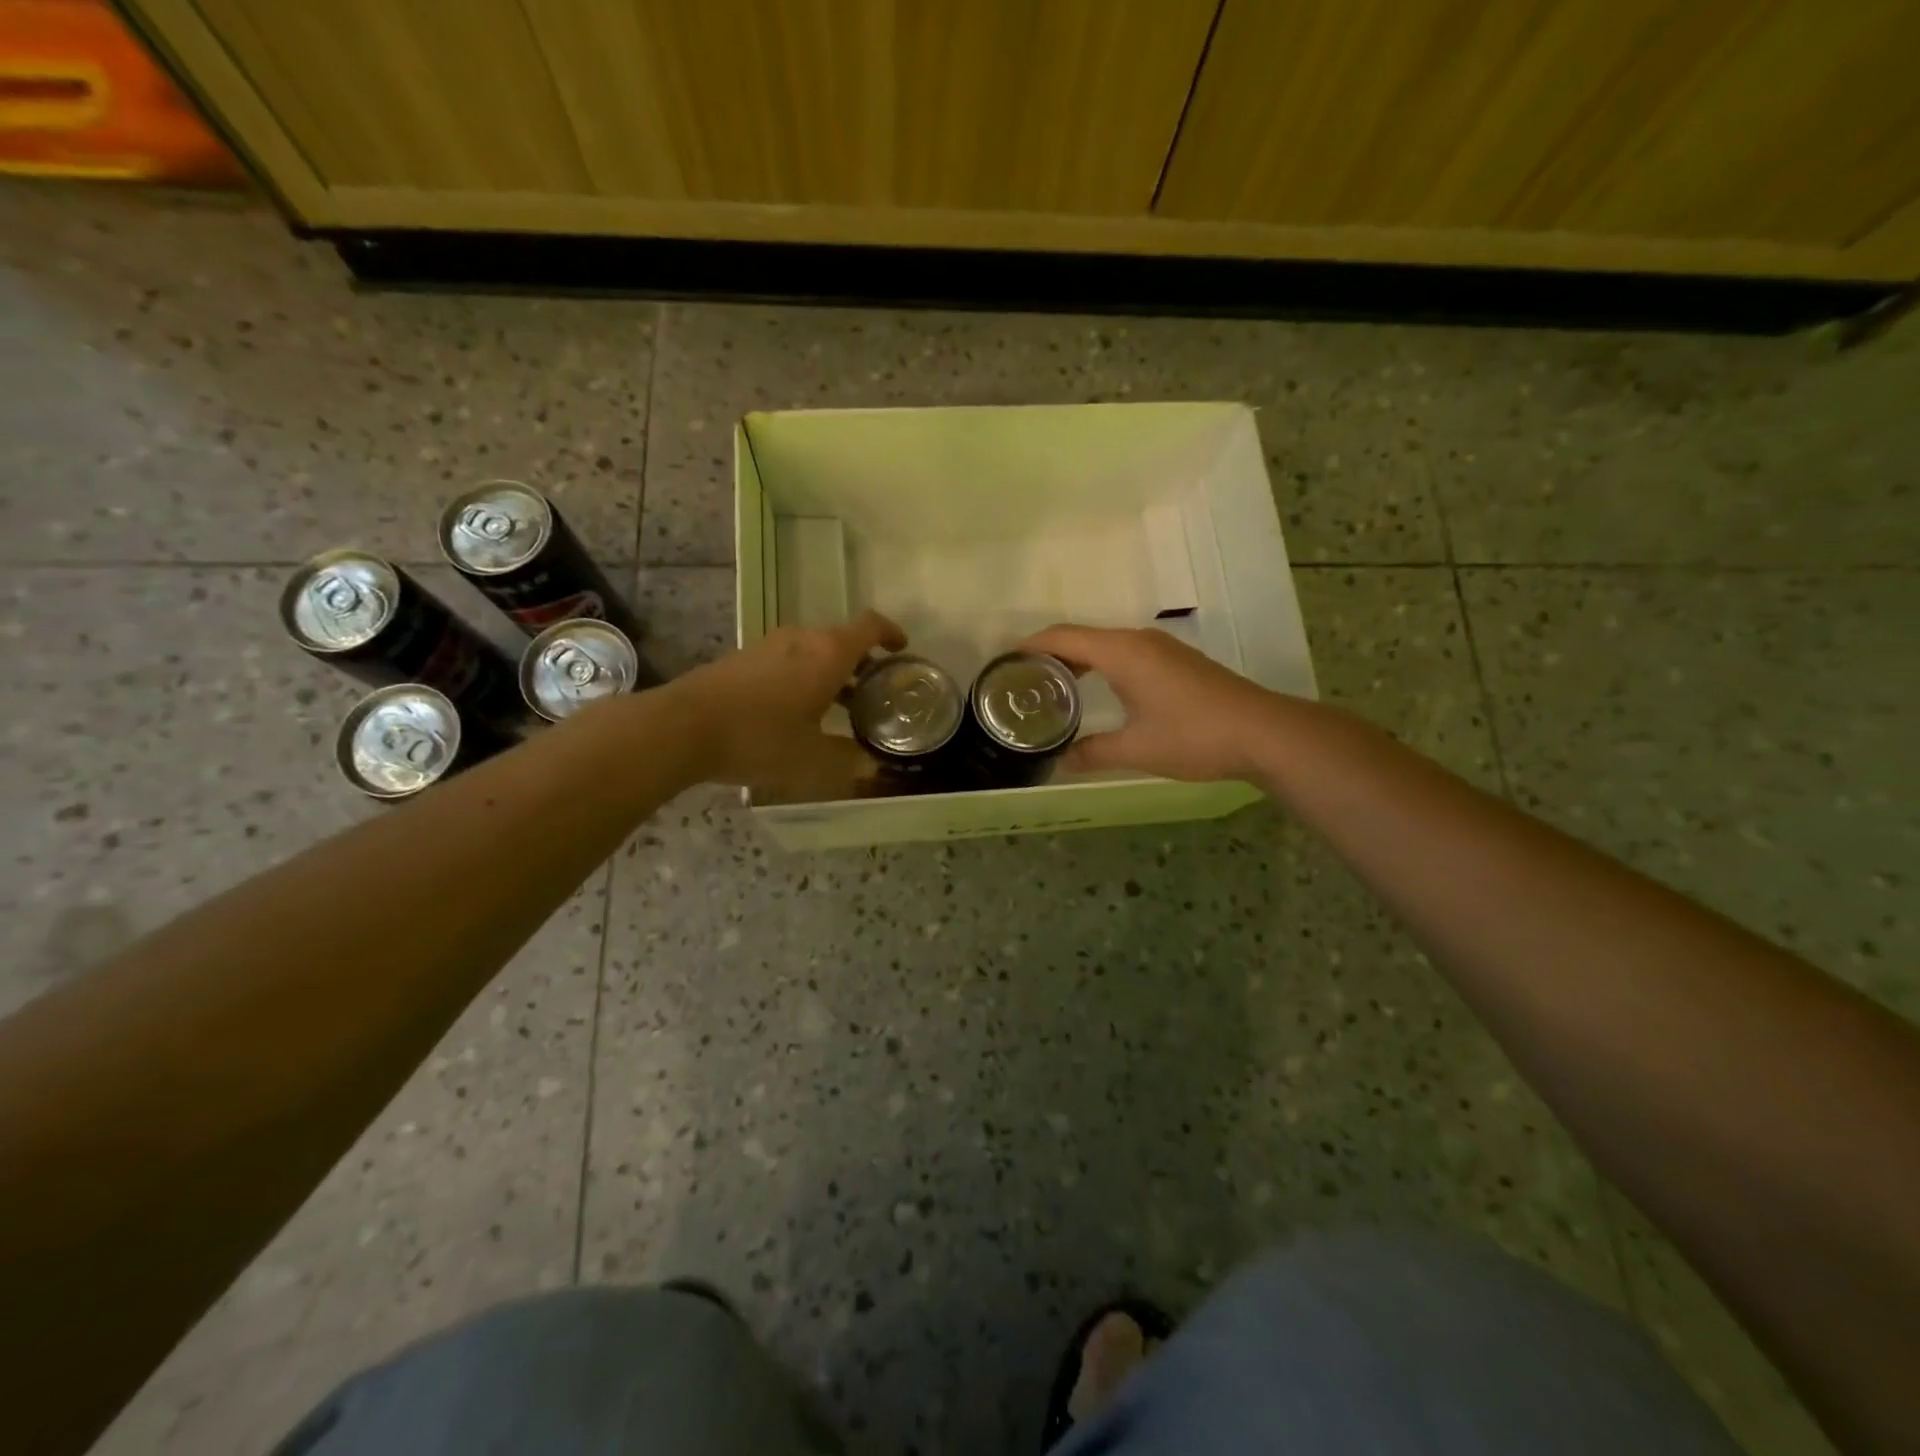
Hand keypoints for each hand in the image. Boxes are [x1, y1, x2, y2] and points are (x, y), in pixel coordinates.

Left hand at [672, 610, 907, 799]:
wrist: (683, 727)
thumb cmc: (760, 738)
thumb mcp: (813, 758)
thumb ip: (848, 759)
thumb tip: (871, 764)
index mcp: (828, 652)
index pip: (870, 625)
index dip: (891, 633)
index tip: (902, 649)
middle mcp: (802, 639)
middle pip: (842, 639)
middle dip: (861, 664)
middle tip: (872, 695)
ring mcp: (769, 645)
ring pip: (813, 651)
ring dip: (830, 673)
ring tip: (837, 709)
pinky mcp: (743, 657)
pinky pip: (787, 660)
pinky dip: (803, 677)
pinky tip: (795, 712)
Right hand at [1021, 624, 1283, 781]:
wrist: (1263, 733)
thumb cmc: (1194, 736)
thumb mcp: (1136, 750)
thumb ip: (1093, 753)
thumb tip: (1060, 762)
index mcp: (1122, 653)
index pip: (1064, 637)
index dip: (1030, 646)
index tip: (1003, 662)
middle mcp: (1138, 641)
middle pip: (1081, 637)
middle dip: (1049, 655)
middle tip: (1021, 682)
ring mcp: (1160, 649)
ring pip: (1104, 645)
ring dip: (1076, 661)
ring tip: (1051, 688)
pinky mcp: (1175, 662)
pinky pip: (1124, 654)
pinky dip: (1100, 666)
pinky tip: (1096, 691)